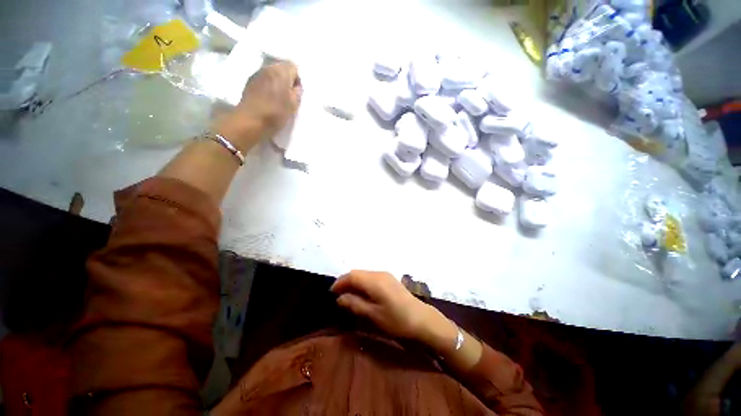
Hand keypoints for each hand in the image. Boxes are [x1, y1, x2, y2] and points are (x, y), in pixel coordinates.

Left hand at [215, 61, 301, 147]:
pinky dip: (267, 86)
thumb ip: (298, 93)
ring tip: (278, 98)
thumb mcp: (294, 105)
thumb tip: (296, 87)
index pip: (294, 66)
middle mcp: (268, 68)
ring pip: (272, 74)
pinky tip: (268, 98)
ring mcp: (257, 74)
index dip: (297, 79)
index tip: (297, 92)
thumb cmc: (276, 113)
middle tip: (289, 96)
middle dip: (287, 80)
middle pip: (281, 68)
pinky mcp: (249, 82)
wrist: (251, 120)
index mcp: (281, 72)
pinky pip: (263, 80)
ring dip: (277, 83)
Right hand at [331, 270, 448, 341]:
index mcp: (374, 281)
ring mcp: (385, 274)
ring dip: (354, 281)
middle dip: (345, 281)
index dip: (340, 282)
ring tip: (348, 295)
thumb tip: (340, 298)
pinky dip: (362, 282)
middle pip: (357, 273)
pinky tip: (362, 293)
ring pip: (364, 274)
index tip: (331, 292)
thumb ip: (355, 304)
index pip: (352, 276)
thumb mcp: (373, 315)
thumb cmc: (396, 319)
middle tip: (338, 295)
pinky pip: (371, 276)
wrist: (420, 318)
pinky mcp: (389, 278)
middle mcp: (379, 273)